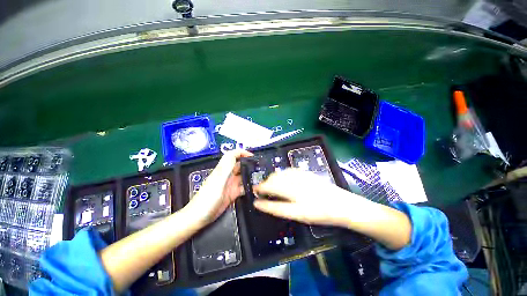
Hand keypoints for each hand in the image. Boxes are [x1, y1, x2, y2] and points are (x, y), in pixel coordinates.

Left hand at [185, 150, 252, 226]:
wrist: (199, 217)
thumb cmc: (207, 199)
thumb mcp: (217, 182)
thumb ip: (226, 169)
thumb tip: (234, 156)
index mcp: (223, 170)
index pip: (232, 156)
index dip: (241, 152)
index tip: (252, 155)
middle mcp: (227, 175)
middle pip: (239, 165)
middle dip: (249, 163)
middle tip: (259, 166)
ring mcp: (230, 184)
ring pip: (242, 176)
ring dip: (250, 175)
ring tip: (260, 177)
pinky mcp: (232, 193)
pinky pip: (243, 187)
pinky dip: (249, 187)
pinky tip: (255, 189)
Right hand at [253, 168, 363, 226]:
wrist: (342, 204)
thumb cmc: (321, 214)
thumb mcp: (299, 215)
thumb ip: (278, 208)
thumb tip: (262, 203)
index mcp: (295, 199)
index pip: (272, 195)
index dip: (261, 195)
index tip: (254, 196)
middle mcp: (296, 184)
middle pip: (274, 181)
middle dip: (264, 185)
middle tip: (260, 190)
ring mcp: (301, 177)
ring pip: (280, 174)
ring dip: (271, 179)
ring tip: (269, 184)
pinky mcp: (306, 173)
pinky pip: (288, 170)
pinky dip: (281, 174)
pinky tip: (281, 178)